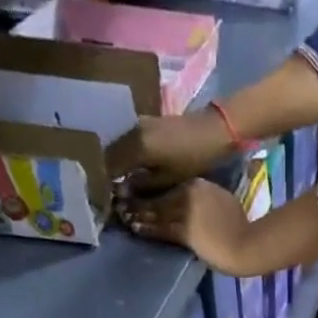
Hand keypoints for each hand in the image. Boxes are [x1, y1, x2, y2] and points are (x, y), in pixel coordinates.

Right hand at [107, 111, 232, 193]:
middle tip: (109, 191)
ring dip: (115, 162)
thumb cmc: (192, 159)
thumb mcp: (167, 179)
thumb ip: (142, 185)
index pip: (109, 165)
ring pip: (117, 145)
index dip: (105, 182)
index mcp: (136, 146)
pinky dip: (124, 153)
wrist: (211, 131)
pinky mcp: (145, 121)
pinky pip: (126, 139)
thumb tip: (120, 192)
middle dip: (107, 172)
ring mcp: (137, 123)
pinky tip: (128, 166)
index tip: (105, 197)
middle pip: (110, 153)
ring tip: (117, 181)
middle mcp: (132, 131)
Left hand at [119, 179, 251, 273]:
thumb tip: (196, 203)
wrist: (245, 244)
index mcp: (197, 184)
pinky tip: (133, 227)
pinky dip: (145, 228)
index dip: (150, 188)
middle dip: (137, 198)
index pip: (168, 185)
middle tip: (119, 199)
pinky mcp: (184, 231)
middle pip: (157, 195)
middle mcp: (187, 193)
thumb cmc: (238, 225)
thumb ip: (205, 198)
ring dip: (136, 213)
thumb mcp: (222, 201)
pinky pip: (159, 229)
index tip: (137, 189)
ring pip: (154, 211)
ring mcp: (185, 211)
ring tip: (121, 213)